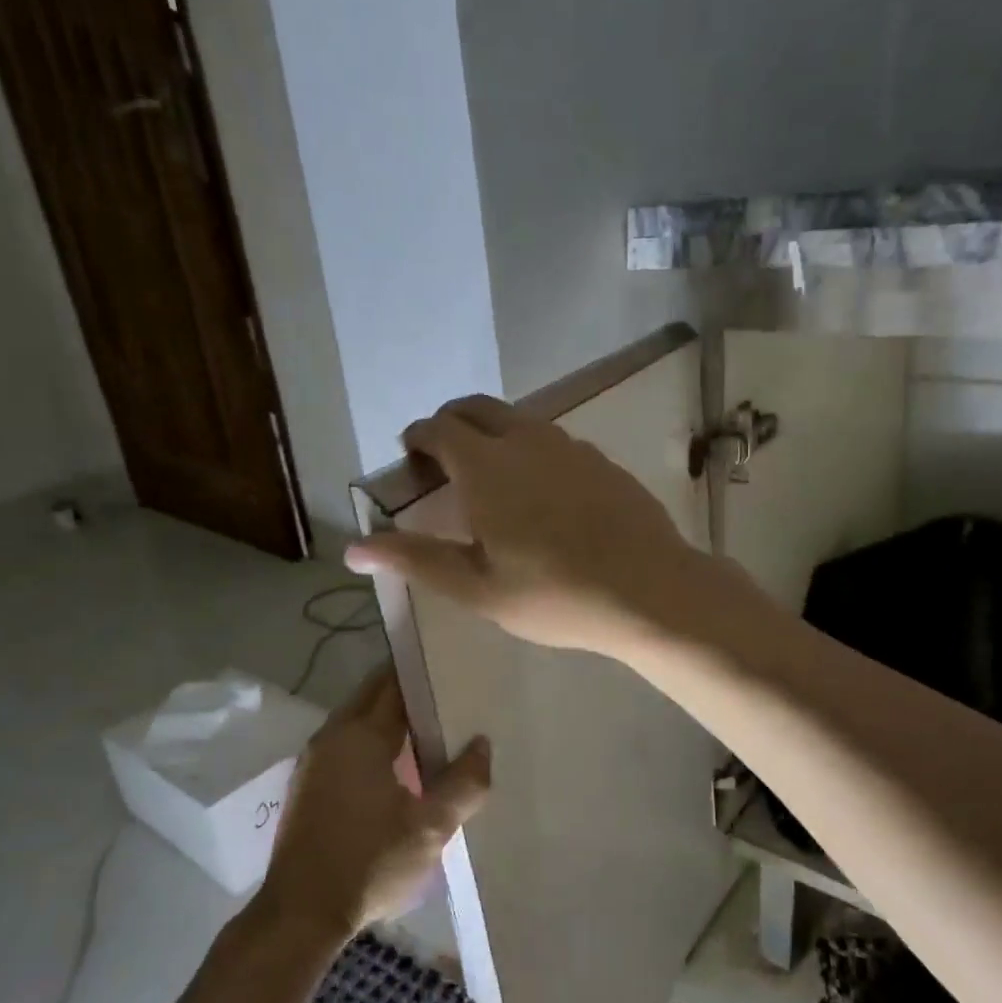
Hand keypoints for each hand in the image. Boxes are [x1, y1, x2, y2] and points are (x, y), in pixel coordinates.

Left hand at [260, 667, 489, 935]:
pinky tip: (398, 760)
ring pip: (358, 717)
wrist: (301, 914)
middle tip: (448, 688)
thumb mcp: (431, 827)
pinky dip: (373, 736)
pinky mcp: (309, 783)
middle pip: (373, 693)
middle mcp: (333, 735)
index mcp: (361, 735)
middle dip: (407, 686)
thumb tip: (481, 744)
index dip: (423, 670)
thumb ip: (464, 782)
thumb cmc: (369, 862)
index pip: (394, 682)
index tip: (452, 662)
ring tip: (431, 722)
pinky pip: (347, 740)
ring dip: (389, 713)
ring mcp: (315, 759)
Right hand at [344, 395, 707, 655]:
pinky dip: (532, 451)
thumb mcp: (477, 588)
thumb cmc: (555, 594)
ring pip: (520, 422)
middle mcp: (528, 441)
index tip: (411, 458)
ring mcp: (572, 447)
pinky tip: (544, 495)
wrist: (650, 590)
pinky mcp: (603, 462)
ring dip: (494, 435)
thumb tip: (351, 550)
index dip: (417, 438)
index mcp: (487, 465)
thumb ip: (415, 560)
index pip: (438, 428)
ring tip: (491, 480)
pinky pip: (555, 442)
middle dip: (451, 424)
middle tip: (443, 461)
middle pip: (477, 408)